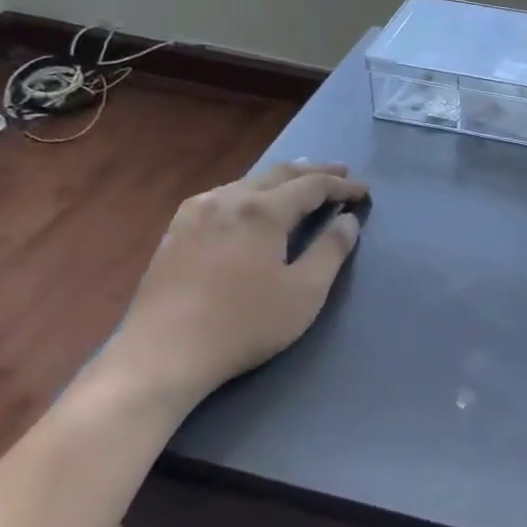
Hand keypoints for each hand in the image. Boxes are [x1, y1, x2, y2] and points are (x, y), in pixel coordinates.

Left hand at [101, 162, 368, 415]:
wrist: (163, 355)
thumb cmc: (243, 324)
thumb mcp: (304, 292)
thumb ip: (331, 250)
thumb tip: (347, 220)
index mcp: (262, 210)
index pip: (312, 186)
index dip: (341, 186)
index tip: (364, 191)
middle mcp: (228, 198)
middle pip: (279, 174)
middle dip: (314, 172)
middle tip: (341, 172)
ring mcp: (196, 212)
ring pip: (248, 181)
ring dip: (281, 179)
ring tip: (301, 182)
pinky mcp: (176, 230)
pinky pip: (223, 195)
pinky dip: (250, 191)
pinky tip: (251, 203)